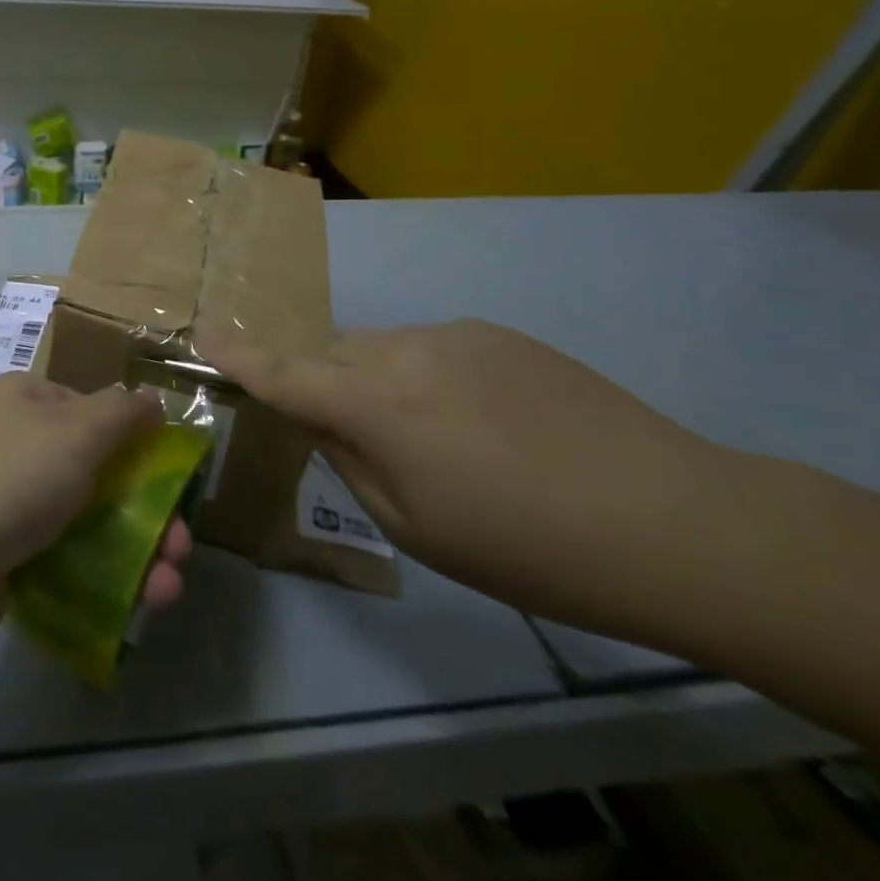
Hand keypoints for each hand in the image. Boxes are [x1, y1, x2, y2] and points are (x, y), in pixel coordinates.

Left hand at [0, 374, 193, 662]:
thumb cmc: (6, 478)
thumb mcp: (76, 432)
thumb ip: (122, 414)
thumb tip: (151, 397)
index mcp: (28, 402)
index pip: (96, 412)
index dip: (139, 444)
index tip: (175, 482)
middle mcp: (16, 445)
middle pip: (98, 472)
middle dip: (147, 510)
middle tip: (182, 549)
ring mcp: (6, 504)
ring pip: (85, 522)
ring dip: (134, 553)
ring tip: (166, 591)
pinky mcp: (0, 559)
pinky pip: (61, 562)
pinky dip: (99, 581)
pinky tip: (133, 606)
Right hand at [202, 320, 726, 624]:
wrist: (676, 520)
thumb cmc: (527, 546)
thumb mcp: (414, 526)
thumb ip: (350, 461)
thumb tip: (324, 422)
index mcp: (375, 403)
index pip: (283, 373)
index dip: (238, 357)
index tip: (203, 337)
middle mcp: (403, 349)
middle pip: (333, 356)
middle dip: (326, 385)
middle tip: (358, 439)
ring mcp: (455, 334)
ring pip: (383, 350)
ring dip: (383, 384)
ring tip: (443, 443)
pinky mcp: (500, 335)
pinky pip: (434, 349)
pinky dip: (431, 379)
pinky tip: (490, 427)